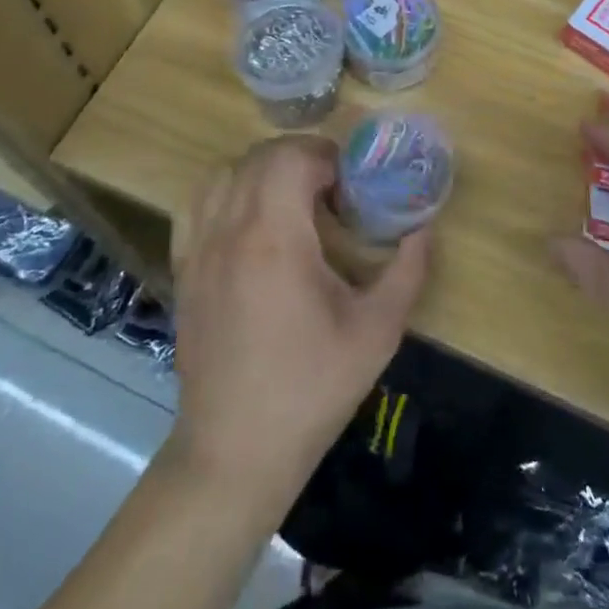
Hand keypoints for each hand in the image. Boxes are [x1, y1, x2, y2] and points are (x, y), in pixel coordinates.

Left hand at [168, 135, 430, 514]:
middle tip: (333, 190)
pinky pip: (198, 203)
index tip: (351, 185)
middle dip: (301, 158)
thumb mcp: (378, 330)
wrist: (236, 451)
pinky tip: (251, 221)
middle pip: (260, 156)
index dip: (327, 157)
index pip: (292, 157)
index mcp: (275, 239)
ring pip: (226, 172)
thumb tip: (424, 225)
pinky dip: (227, 191)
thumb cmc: (312, 388)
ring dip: (264, 170)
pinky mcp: (184, 268)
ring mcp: (199, 248)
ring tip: (294, 200)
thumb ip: (408, 268)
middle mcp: (230, 230)